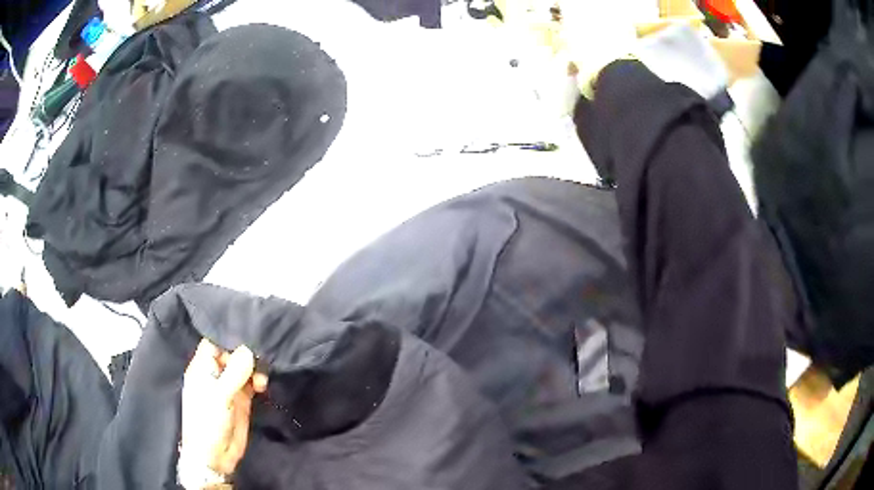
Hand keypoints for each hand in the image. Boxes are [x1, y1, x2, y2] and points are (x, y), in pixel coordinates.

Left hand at [181, 340, 267, 477]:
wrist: (214, 455)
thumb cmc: (208, 421)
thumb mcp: (219, 396)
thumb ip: (234, 372)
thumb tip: (249, 349)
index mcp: (202, 368)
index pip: (214, 342)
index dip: (228, 336)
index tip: (248, 332)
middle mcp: (215, 374)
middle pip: (232, 353)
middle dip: (246, 352)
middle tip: (262, 355)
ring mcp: (229, 387)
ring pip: (243, 368)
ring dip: (255, 368)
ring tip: (262, 379)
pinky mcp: (241, 400)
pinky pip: (251, 383)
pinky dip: (258, 381)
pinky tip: (263, 385)